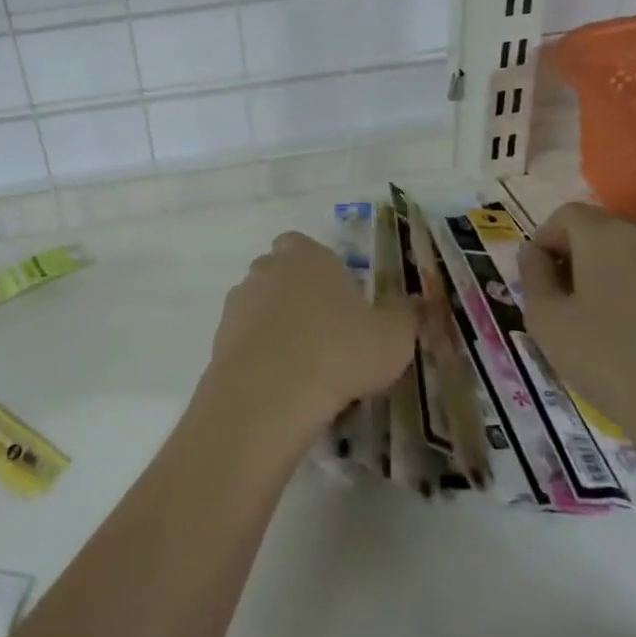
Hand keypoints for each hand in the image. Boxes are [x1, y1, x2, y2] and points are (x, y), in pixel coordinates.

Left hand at [206, 232, 416, 434]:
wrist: (271, 389)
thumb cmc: (340, 350)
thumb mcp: (393, 336)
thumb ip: (405, 315)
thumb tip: (414, 302)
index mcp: (306, 255)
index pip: (306, 247)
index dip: (322, 272)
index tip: (341, 302)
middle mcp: (267, 267)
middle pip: (281, 273)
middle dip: (298, 296)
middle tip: (325, 334)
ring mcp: (239, 299)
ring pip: (261, 305)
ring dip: (277, 325)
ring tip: (303, 365)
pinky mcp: (220, 333)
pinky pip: (245, 336)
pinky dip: (260, 351)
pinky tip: (280, 381)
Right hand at [518, 204, 635, 476]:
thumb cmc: (611, 361)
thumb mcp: (546, 319)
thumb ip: (532, 275)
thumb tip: (535, 253)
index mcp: (604, 234)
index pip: (564, 216)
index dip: (544, 243)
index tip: (539, 283)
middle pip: (599, 230)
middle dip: (575, 257)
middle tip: (564, 304)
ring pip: (629, 253)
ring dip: (607, 275)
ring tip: (599, 321)